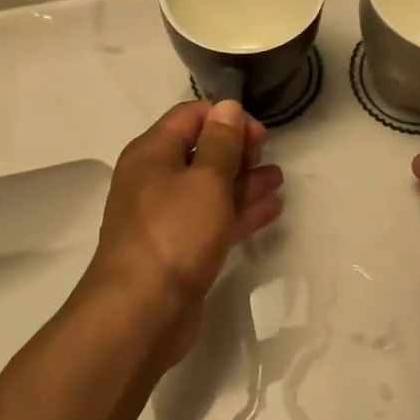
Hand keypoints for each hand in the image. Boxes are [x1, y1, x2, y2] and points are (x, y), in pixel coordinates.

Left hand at [89, 99, 284, 364]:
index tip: (259, 136)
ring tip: (278, 180)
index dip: (227, 119)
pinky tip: (270, 208)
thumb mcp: (206, 180)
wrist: (141, 312)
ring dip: (244, 181)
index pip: (191, 116)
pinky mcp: (180, 249)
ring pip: (210, 188)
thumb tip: (227, 107)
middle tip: (267, 158)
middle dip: (237, 150)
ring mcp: (166, 217)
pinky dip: (239, 211)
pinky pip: (212, 220)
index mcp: (152, 153)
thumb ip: (222, 142)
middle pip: (200, 151)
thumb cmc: (175, 233)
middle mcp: (155, 179)